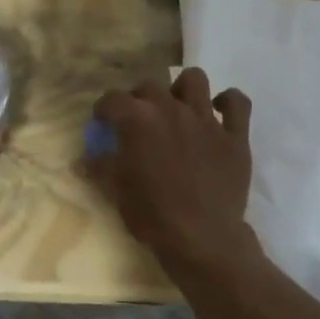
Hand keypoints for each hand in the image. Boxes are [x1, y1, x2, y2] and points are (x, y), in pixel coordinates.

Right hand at [90, 69, 255, 274]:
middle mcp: (171, 109)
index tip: (103, 122)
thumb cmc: (152, 215)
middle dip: (139, 98)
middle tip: (138, 120)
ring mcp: (206, 120)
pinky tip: (219, 112)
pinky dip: (228, 103)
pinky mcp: (235, 136)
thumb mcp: (117, 192)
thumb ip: (100, 169)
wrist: (202, 239)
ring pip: (194, 80)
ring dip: (182, 88)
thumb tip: (81, 161)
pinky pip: (237, 103)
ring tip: (178, 106)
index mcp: (138, 120)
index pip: (113, 99)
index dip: (104, 109)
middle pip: (150, 86)